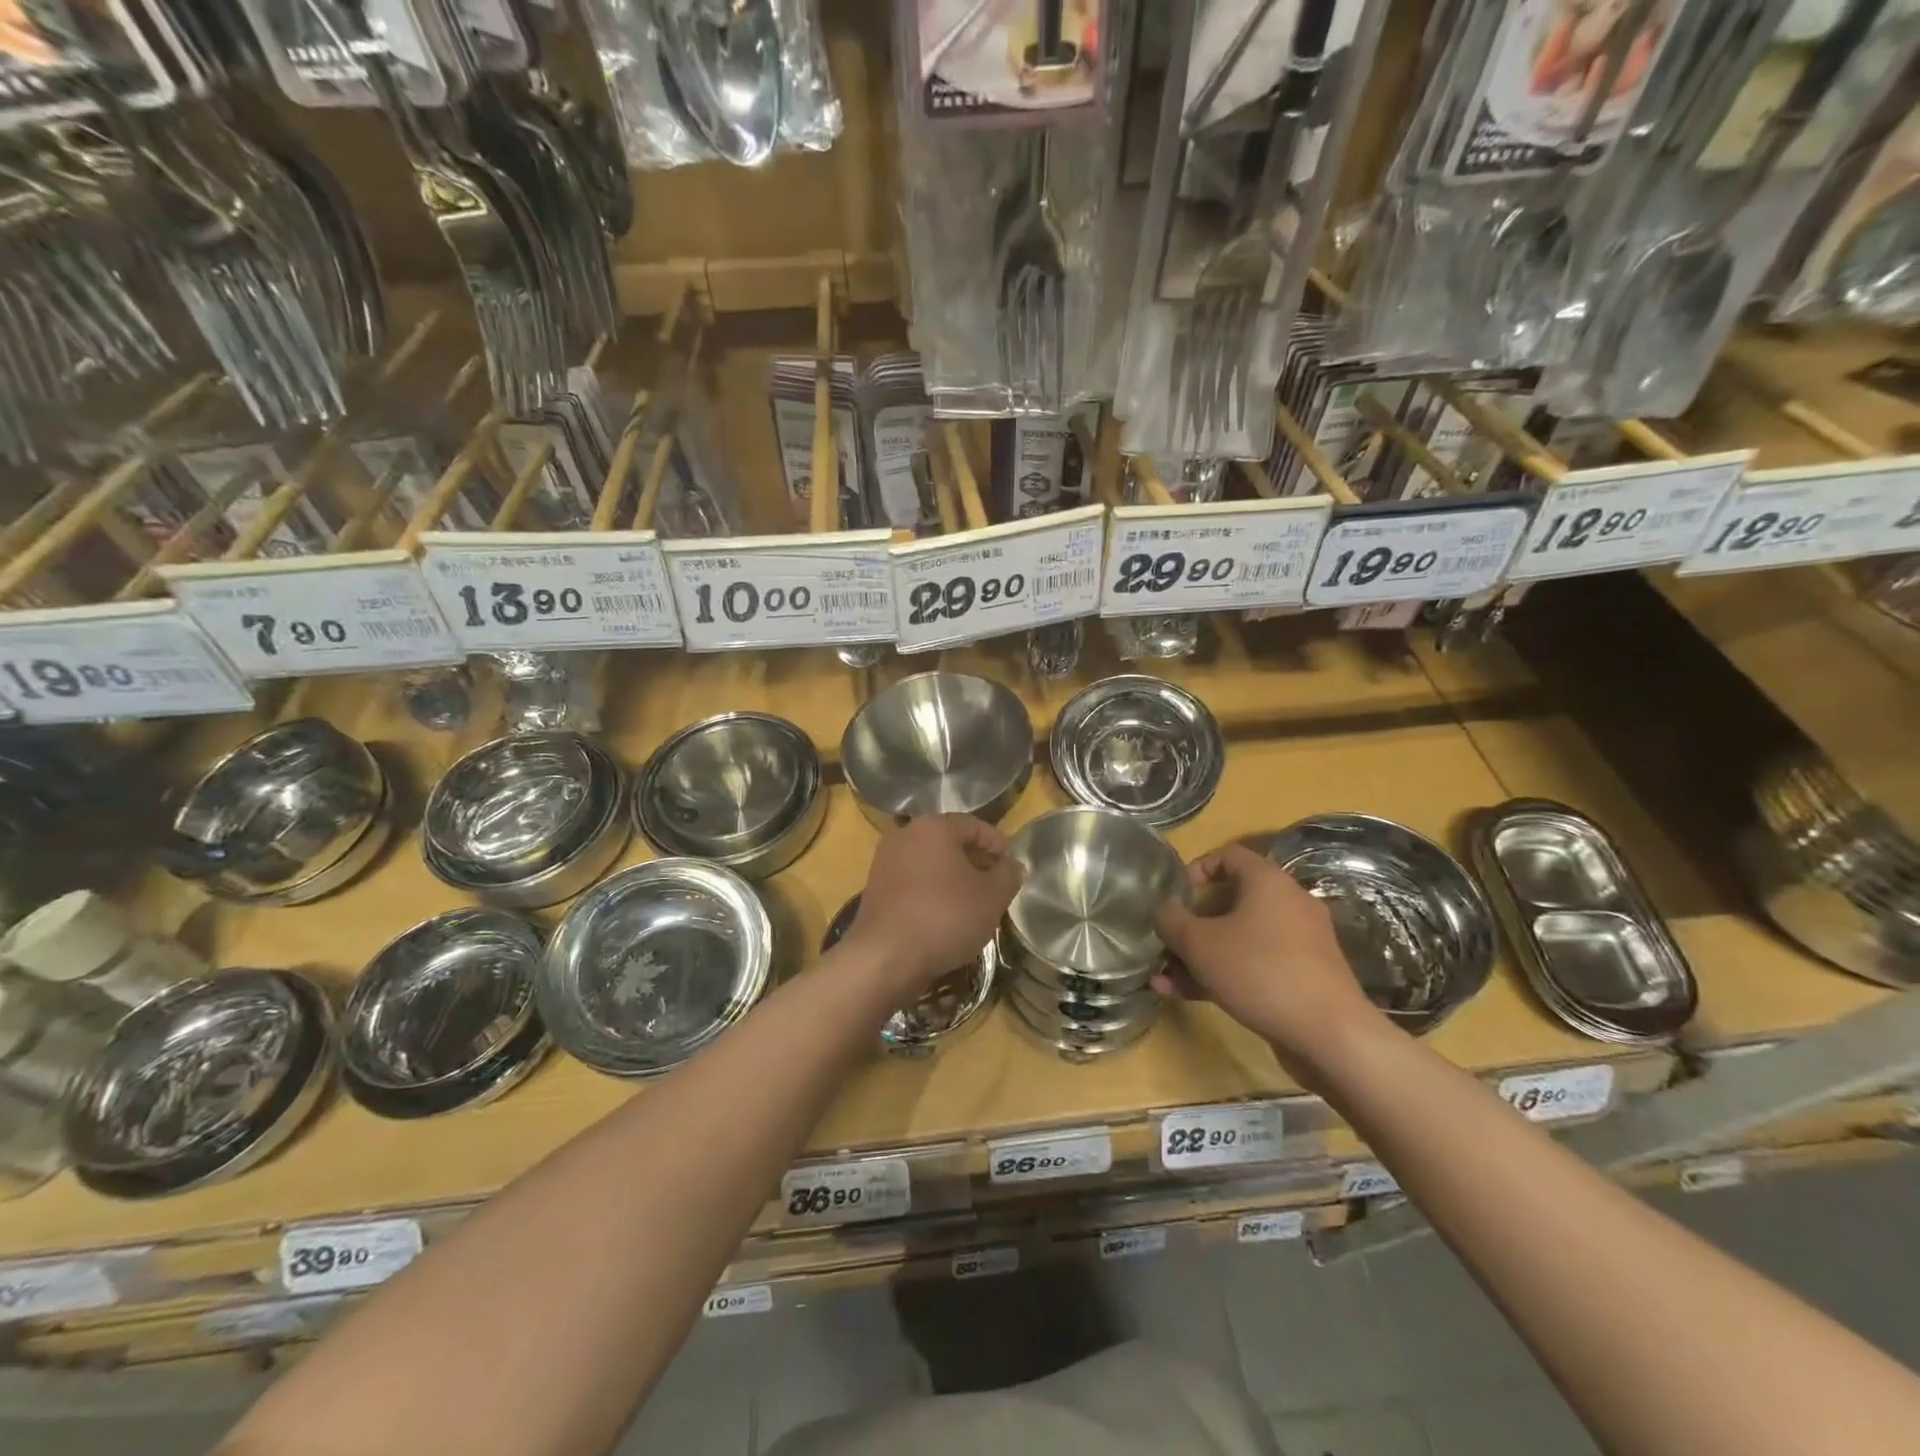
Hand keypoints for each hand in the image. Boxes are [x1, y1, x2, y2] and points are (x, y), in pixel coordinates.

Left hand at [844, 815, 1022, 995]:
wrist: (885, 957)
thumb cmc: (945, 917)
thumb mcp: (992, 897)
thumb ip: (1008, 875)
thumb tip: (1012, 865)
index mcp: (934, 826)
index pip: (974, 825)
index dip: (997, 843)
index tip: (1012, 865)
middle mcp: (905, 835)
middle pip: (949, 841)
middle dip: (975, 860)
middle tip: (996, 884)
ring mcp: (885, 862)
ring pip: (929, 863)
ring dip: (953, 878)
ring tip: (973, 903)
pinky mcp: (875, 889)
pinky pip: (912, 882)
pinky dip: (931, 892)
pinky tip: (945, 916)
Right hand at [1154, 842, 1383, 1068]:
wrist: (1330, 1034)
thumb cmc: (1259, 971)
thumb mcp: (1200, 944)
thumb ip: (1172, 921)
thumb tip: (1164, 910)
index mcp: (1267, 881)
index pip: (1228, 855)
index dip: (1195, 870)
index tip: (1173, 896)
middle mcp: (1287, 903)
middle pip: (1229, 901)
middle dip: (1191, 924)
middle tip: (1165, 943)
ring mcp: (1298, 941)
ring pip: (1238, 938)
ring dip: (1200, 955)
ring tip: (1165, 980)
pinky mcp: (1302, 975)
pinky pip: (1254, 963)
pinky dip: (1224, 973)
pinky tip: (1188, 996)